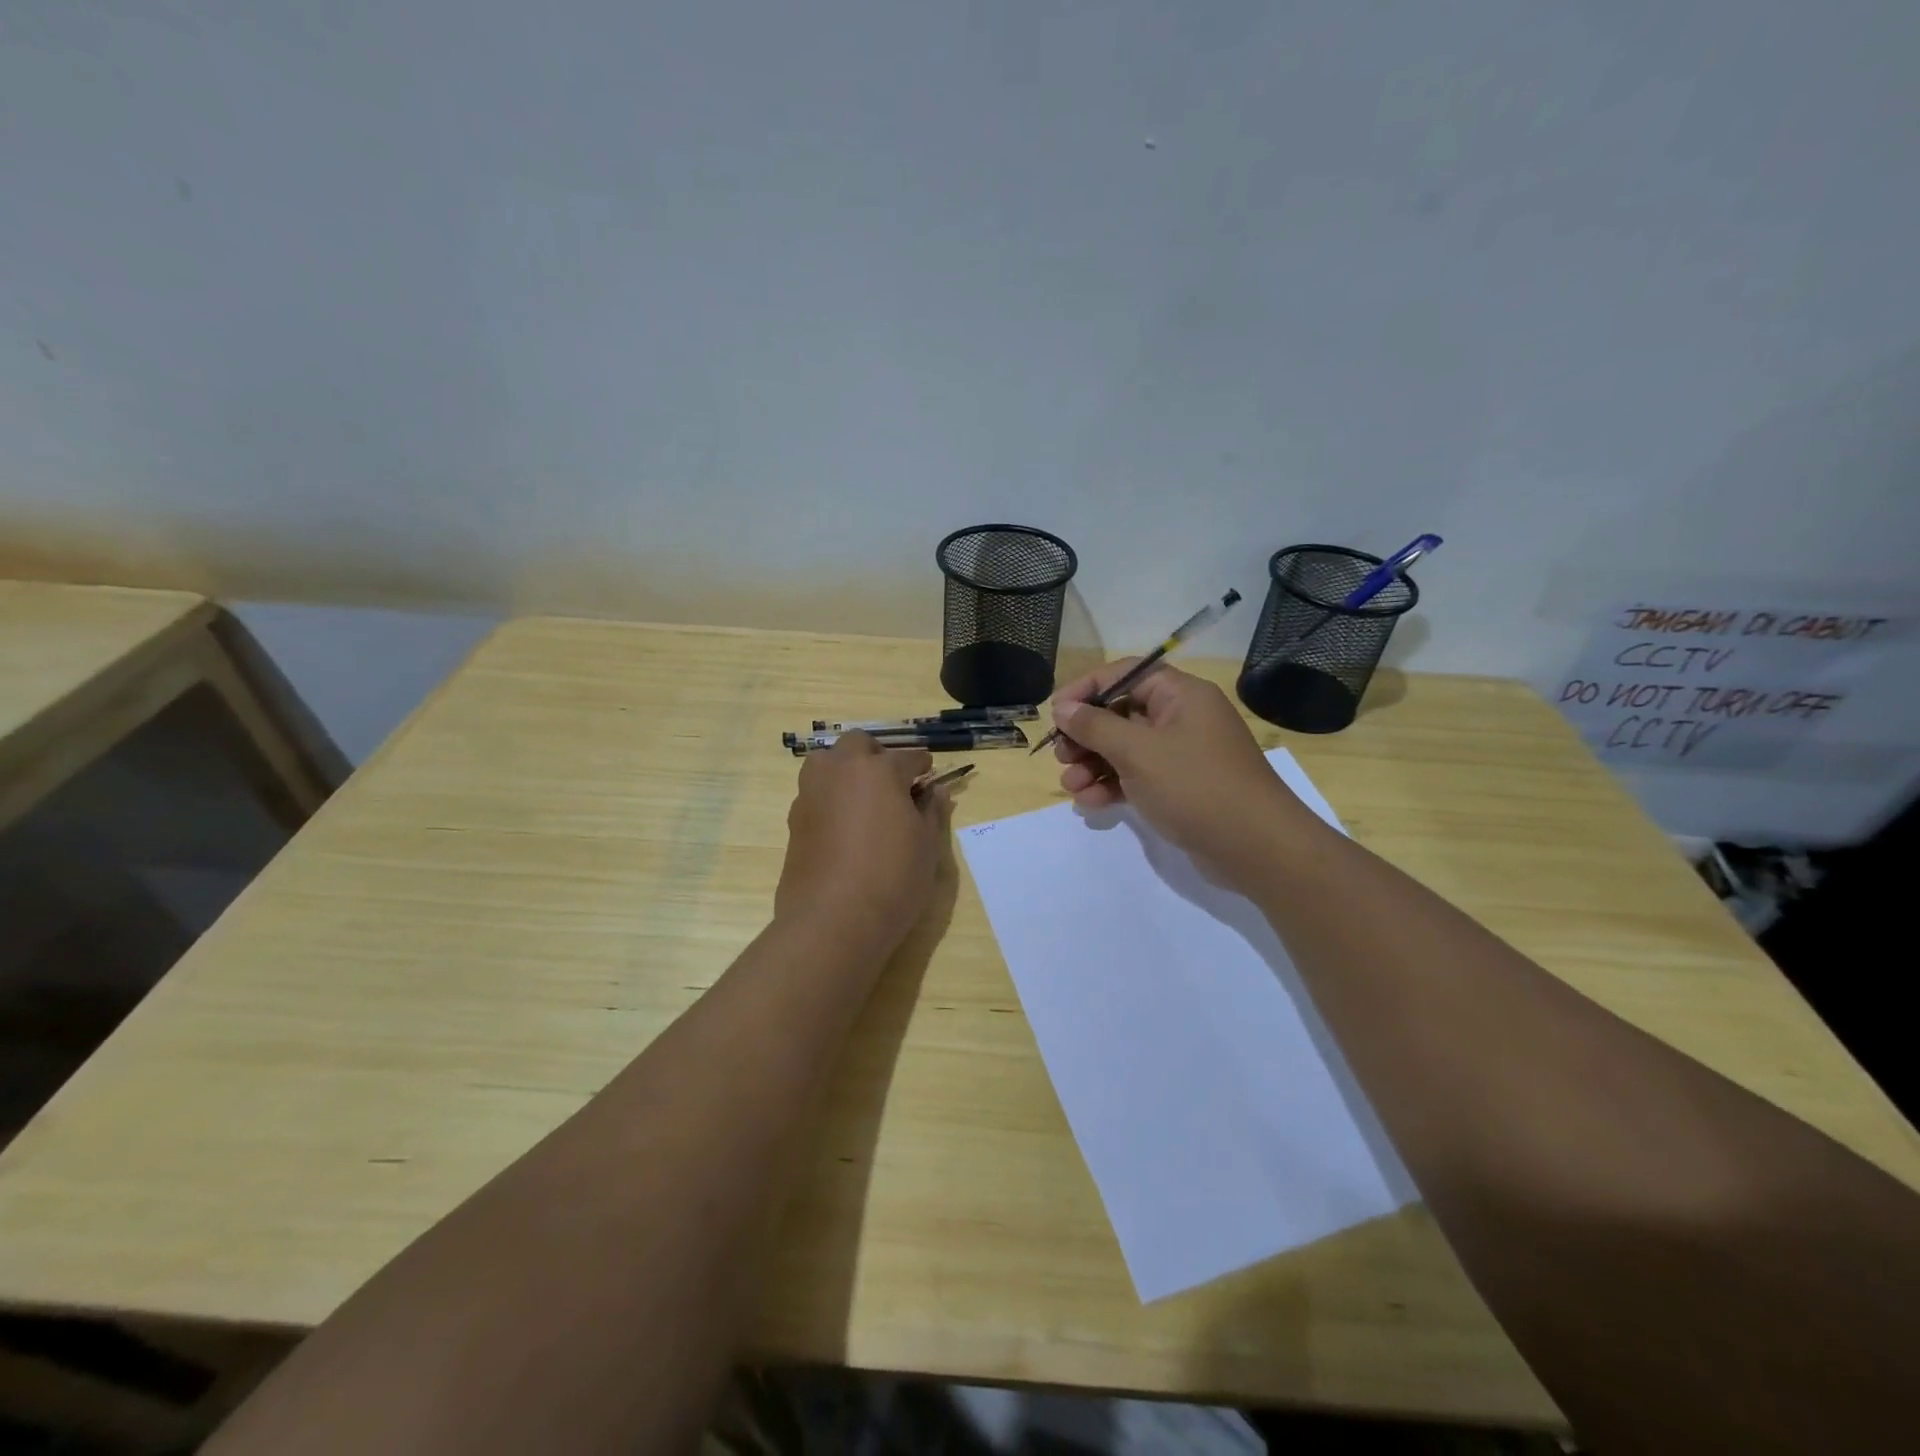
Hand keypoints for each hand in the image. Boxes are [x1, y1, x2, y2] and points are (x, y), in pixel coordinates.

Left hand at [776, 732, 950, 952]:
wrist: (832, 920)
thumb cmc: (892, 879)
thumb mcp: (926, 846)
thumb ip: (931, 811)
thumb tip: (934, 790)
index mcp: (879, 770)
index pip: (908, 758)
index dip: (922, 767)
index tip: (929, 778)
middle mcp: (840, 771)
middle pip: (859, 744)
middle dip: (878, 755)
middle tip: (894, 783)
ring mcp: (811, 793)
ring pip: (828, 762)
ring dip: (847, 770)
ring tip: (864, 801)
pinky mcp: (794, 819)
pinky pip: (815, 793)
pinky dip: (831, 797)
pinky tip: (844, 827)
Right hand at [1051, 663, 1319, 885]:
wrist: (1254, 847)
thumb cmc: (1194, 785)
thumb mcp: (1137, 751)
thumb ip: (1095, 726)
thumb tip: (1062, 708)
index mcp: (1180, 695)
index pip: (1125, 674)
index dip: (1086, 689)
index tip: (1055, 713)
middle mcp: (1181, 718)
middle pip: (1120, 713)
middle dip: (1085, 735)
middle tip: (1060, 756)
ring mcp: (1181, 755)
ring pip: (1124, 749)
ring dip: (1093, 765)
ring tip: (1069, 786)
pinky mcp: (1179, 787)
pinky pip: (1136, 776)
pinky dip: (1111, 785)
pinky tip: (1089, 802)